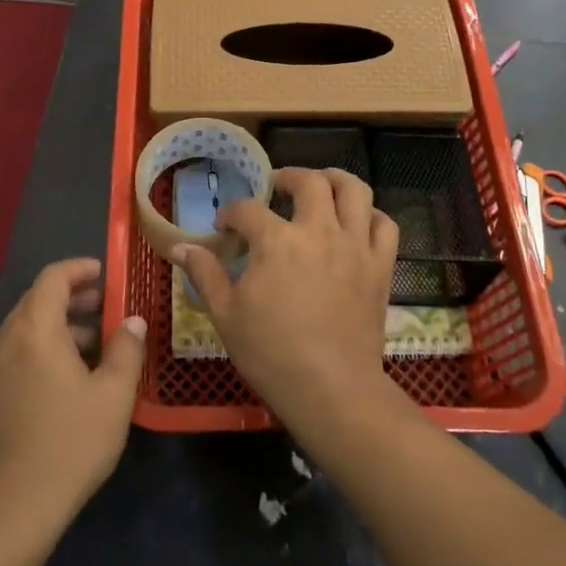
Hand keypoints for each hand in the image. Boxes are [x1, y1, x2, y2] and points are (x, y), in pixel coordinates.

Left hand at [0, 258, 145, 536]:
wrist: (11, 509)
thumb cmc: (69, 443)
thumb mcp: (113, 395)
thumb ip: (126, 349)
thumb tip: (132, 321)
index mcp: (35, 330)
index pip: (53, 278)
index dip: (79, 269)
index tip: (105, 273)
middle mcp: (6, 341)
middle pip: (37, 301)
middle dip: (72, 298)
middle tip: (106, 306)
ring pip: (26, 330)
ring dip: (59, 326)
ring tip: (95, 345)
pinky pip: (17, 354)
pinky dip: (42, 349)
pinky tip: (68, 378)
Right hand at [173, 168, 399, 433]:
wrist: (331, 389)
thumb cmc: (271, 353)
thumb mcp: (225, 314)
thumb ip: (205, 273)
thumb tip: (180, 247)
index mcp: (276, 241)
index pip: (248, 209)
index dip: (231, 213)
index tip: (224, 227)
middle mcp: (319, 231)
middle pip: (309, 182)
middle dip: (287, 177)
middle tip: (276, 187)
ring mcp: (355, 245)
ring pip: (354, 190)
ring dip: (335, 180)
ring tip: (321, 186)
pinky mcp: (380, 265)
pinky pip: (385, 224)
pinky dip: (371, 215)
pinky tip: (357, 221)